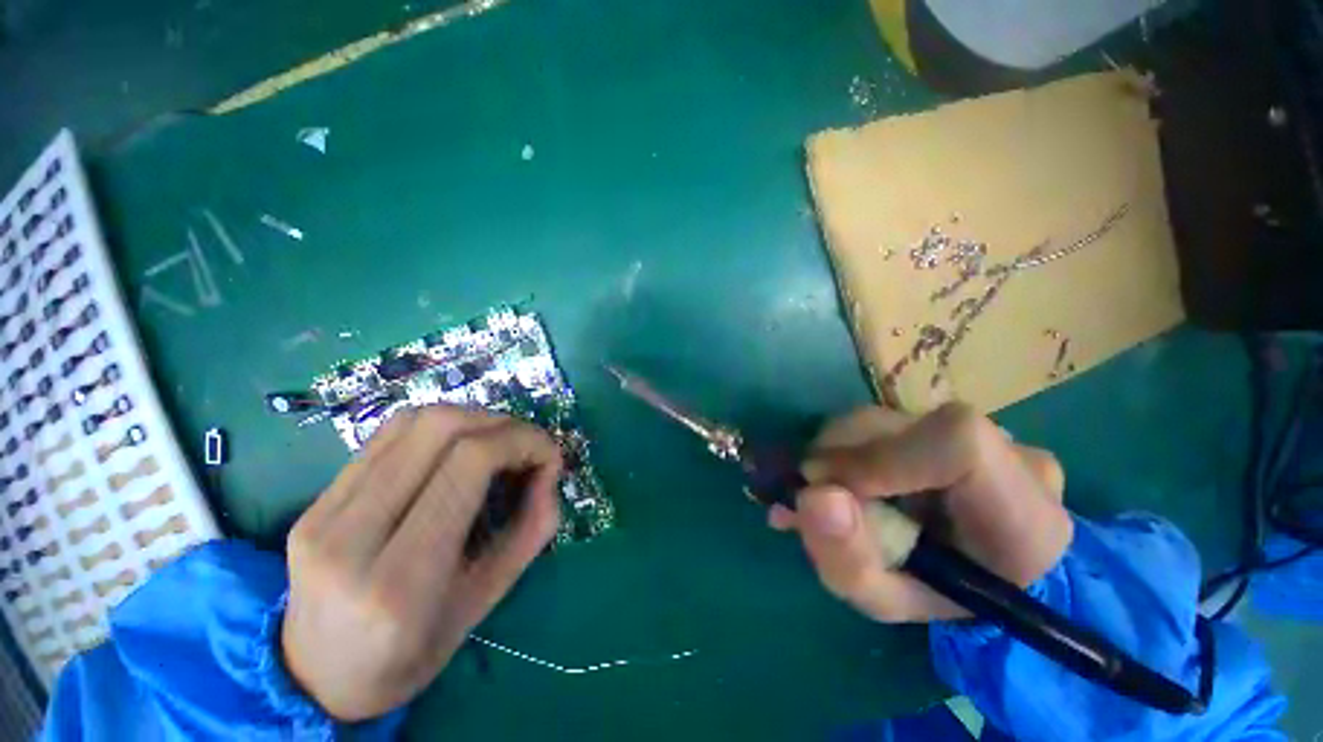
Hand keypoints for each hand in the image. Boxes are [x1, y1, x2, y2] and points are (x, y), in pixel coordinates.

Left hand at [281, 406, 562, 720]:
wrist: (319, 678)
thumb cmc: (412, 654)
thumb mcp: (488, 600)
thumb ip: (531, 528)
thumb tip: (548, 471)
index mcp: (402, 579)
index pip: (469, 463)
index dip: (521, 441)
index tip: (549, 455)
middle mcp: (352, 536)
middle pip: (440, 428)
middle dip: (501, 424)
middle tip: (527, 446)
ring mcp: (323, 512)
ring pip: (412, 421)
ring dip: (471, 420)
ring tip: (497, 445)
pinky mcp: (316, 499)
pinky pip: (387, 435)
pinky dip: (438, 429)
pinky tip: (456, 450)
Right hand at [769, 403, 1070, 622]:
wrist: (974, 568)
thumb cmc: (935, 594)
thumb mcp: (885, 599)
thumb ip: (849, 560)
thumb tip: (813, 495)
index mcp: (1026, 519)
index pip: (958, 445)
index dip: (881, 457)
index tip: (829, 491)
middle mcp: (1013, 456)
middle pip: (899, 427)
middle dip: (839, 458)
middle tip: (817, 496)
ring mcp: (984, 429)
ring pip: (881, 417)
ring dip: (839, 451)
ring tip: (835, 490)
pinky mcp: (950, 418)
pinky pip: (884, 418)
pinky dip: (848, 444)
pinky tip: (848, 474)